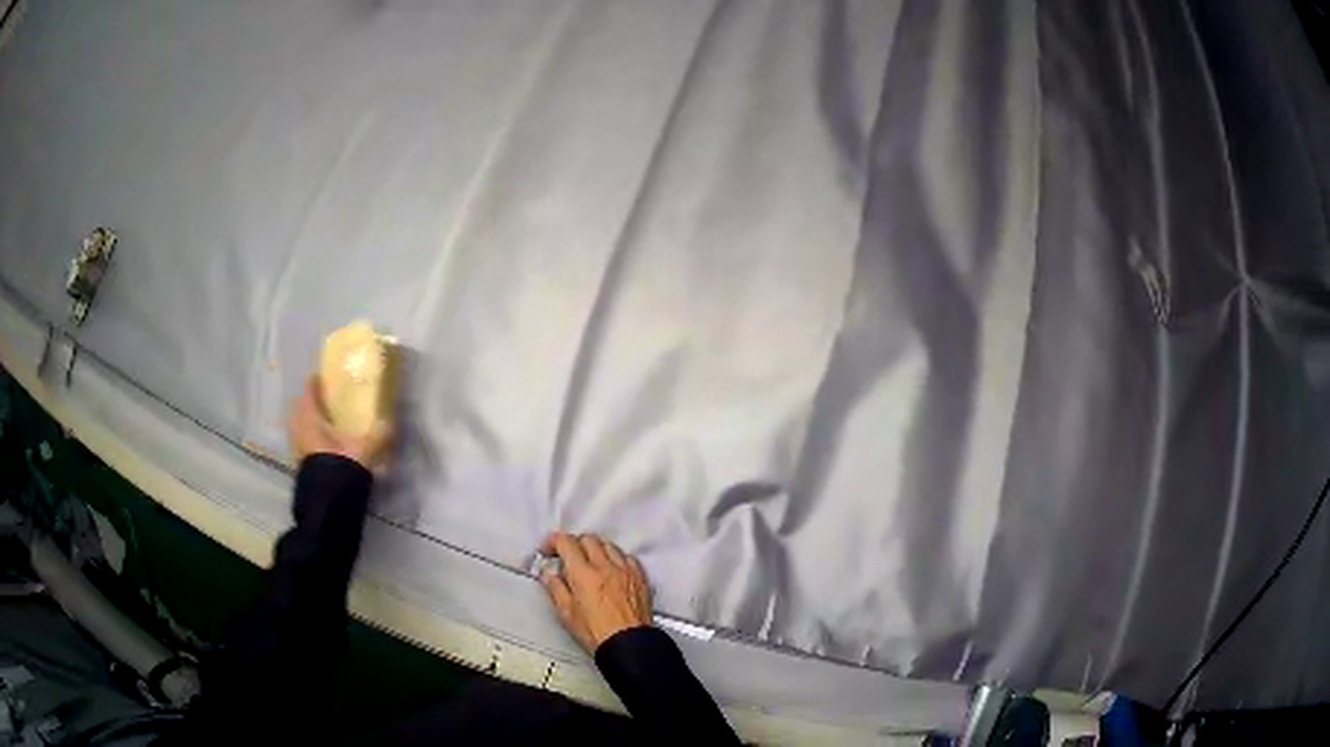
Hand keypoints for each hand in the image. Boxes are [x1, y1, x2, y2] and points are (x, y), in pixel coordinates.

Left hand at [288, 375, 392, 470]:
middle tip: (326, 402)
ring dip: (310, 423)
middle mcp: (299, 427)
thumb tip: (391, 421)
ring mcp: (296, 447)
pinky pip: (303, 443)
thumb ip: (378, 433)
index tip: (327, 378)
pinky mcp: (300, 464)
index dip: (317, 382)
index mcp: (311, 416)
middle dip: (311, 403)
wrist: (329, 503)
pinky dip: (311, 440)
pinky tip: (326, 446)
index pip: (310, 389)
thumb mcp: (365, 447)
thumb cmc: (342, 465)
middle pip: (300, 408)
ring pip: (300, 426)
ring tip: (327, 425)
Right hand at [539, 532, 652, 653]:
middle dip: (574, 544)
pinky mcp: (640, 577)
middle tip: (568, 558)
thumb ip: (556, 588)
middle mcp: (606, 566)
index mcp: (584, 574)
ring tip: (590, 563)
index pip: (566, 542)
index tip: (548, 551)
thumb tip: (548, 572)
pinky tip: (612, 570)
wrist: (629, 645)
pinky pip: (627, 557)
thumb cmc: (594, 633)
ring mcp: (626, 569)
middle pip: (588, 539)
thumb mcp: (567, 613)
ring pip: (609, 545)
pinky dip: (616, 558)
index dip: (553, 542)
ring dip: (596, 549)